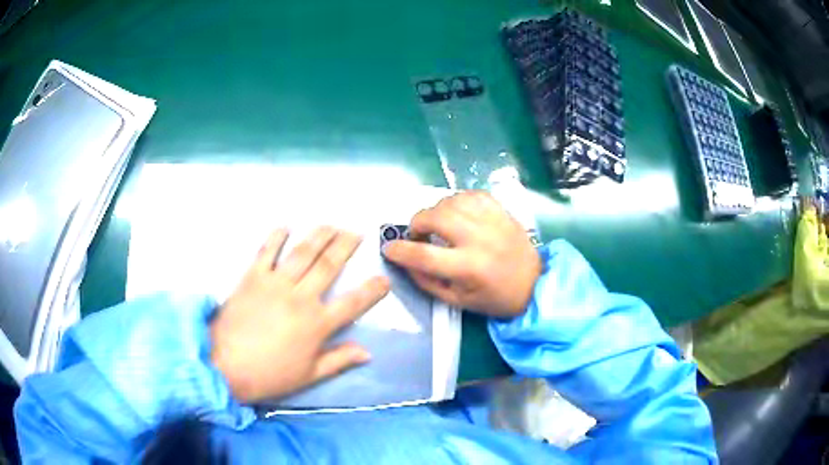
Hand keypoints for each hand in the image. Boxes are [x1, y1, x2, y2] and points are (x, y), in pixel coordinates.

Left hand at [210, 227, 389, 403]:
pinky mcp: (252, 277)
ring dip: (319, 235)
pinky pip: (266, 251)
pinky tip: (285, 226)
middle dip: (346, 247)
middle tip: (357, 233)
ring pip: (302, 253)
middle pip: (328, 266)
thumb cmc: (269, 375)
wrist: (224, 365)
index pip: (353, 304)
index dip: (372, 290)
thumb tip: (367, 352)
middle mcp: (300, 298)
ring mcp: (275, 284)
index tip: (384, 278)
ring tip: (331, 225)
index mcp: (317, 324)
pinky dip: (275, 237)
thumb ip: (338, 360)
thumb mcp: (308, 375)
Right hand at [382, 191, 540, 316]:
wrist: (534, 284)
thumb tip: (405, 262)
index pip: (423, 255)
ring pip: (451, 201)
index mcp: (468, 268)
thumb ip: (427, 282)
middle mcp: (479, 239)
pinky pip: (471, 194)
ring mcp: (492, 221)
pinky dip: (457, 200)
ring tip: (438, 224)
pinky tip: (457, 212)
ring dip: (436, 210)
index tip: (389, 249)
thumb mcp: (458, 301)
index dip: (399, 250)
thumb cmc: (494, 298)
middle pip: (435, 217)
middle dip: (416, 223)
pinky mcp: (501, 211)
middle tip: (417, 235)